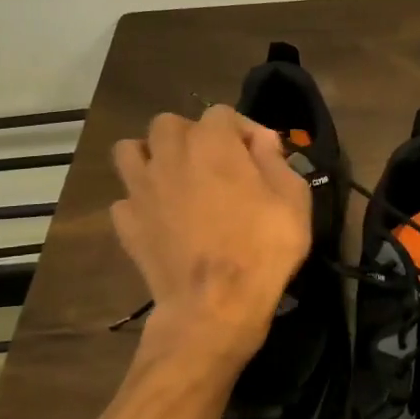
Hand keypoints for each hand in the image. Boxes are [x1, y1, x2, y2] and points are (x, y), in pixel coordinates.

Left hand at [110, 106, 311, 369]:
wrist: (214, 305)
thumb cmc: (263, 248)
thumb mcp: (293, 199)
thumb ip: (276, 159)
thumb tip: (260, 140)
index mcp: (212, 142)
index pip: (222, 113)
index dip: (244, 130)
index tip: (262, 156)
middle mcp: (170, 155)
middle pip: (169, 123)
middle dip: (192, 136)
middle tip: (215, 164)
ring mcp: (141, 188)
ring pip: (131, 151)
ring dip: (152, 157)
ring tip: (176, 179)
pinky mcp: (127, 222)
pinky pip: (126, 198)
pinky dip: (141, 203)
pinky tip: (161, 219)